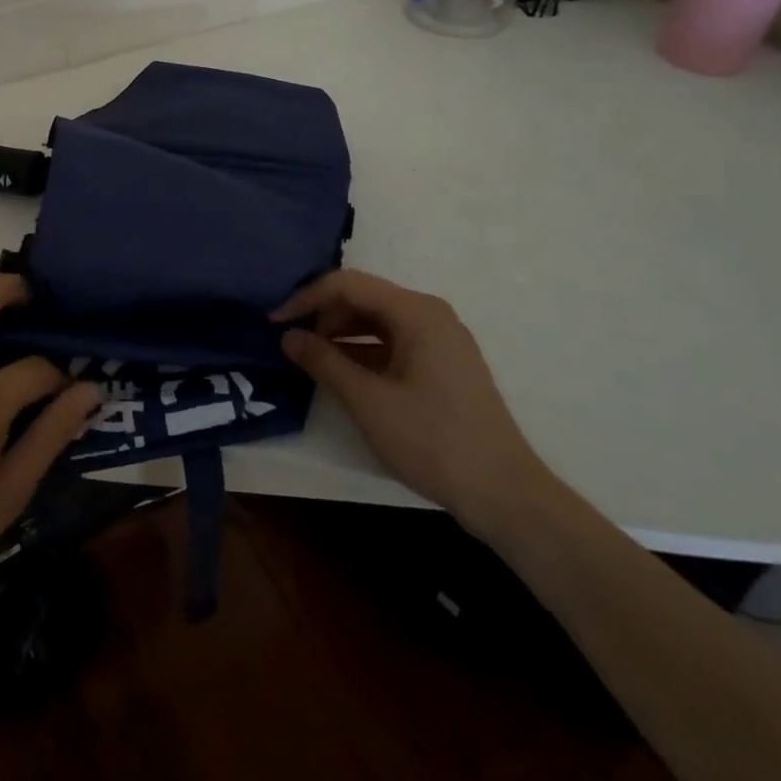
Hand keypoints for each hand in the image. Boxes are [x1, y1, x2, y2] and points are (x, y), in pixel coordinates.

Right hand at [275, 269, 555, 538]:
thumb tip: (287, 336)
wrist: (505, 495)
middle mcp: (430, 314)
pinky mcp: (443, 364)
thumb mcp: (368, 401)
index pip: (347, 284)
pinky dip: (363, 351)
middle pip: (363, 298)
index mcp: (416, 312)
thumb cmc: (433, 440)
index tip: (274, 321)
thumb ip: (323, 361)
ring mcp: (440, 339)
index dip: (306, 298)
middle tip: (291, 342)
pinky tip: (343, 373)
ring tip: (311, 357)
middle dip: (323, 315)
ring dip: (341, 333)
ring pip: (377, 321)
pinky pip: (393, 341)